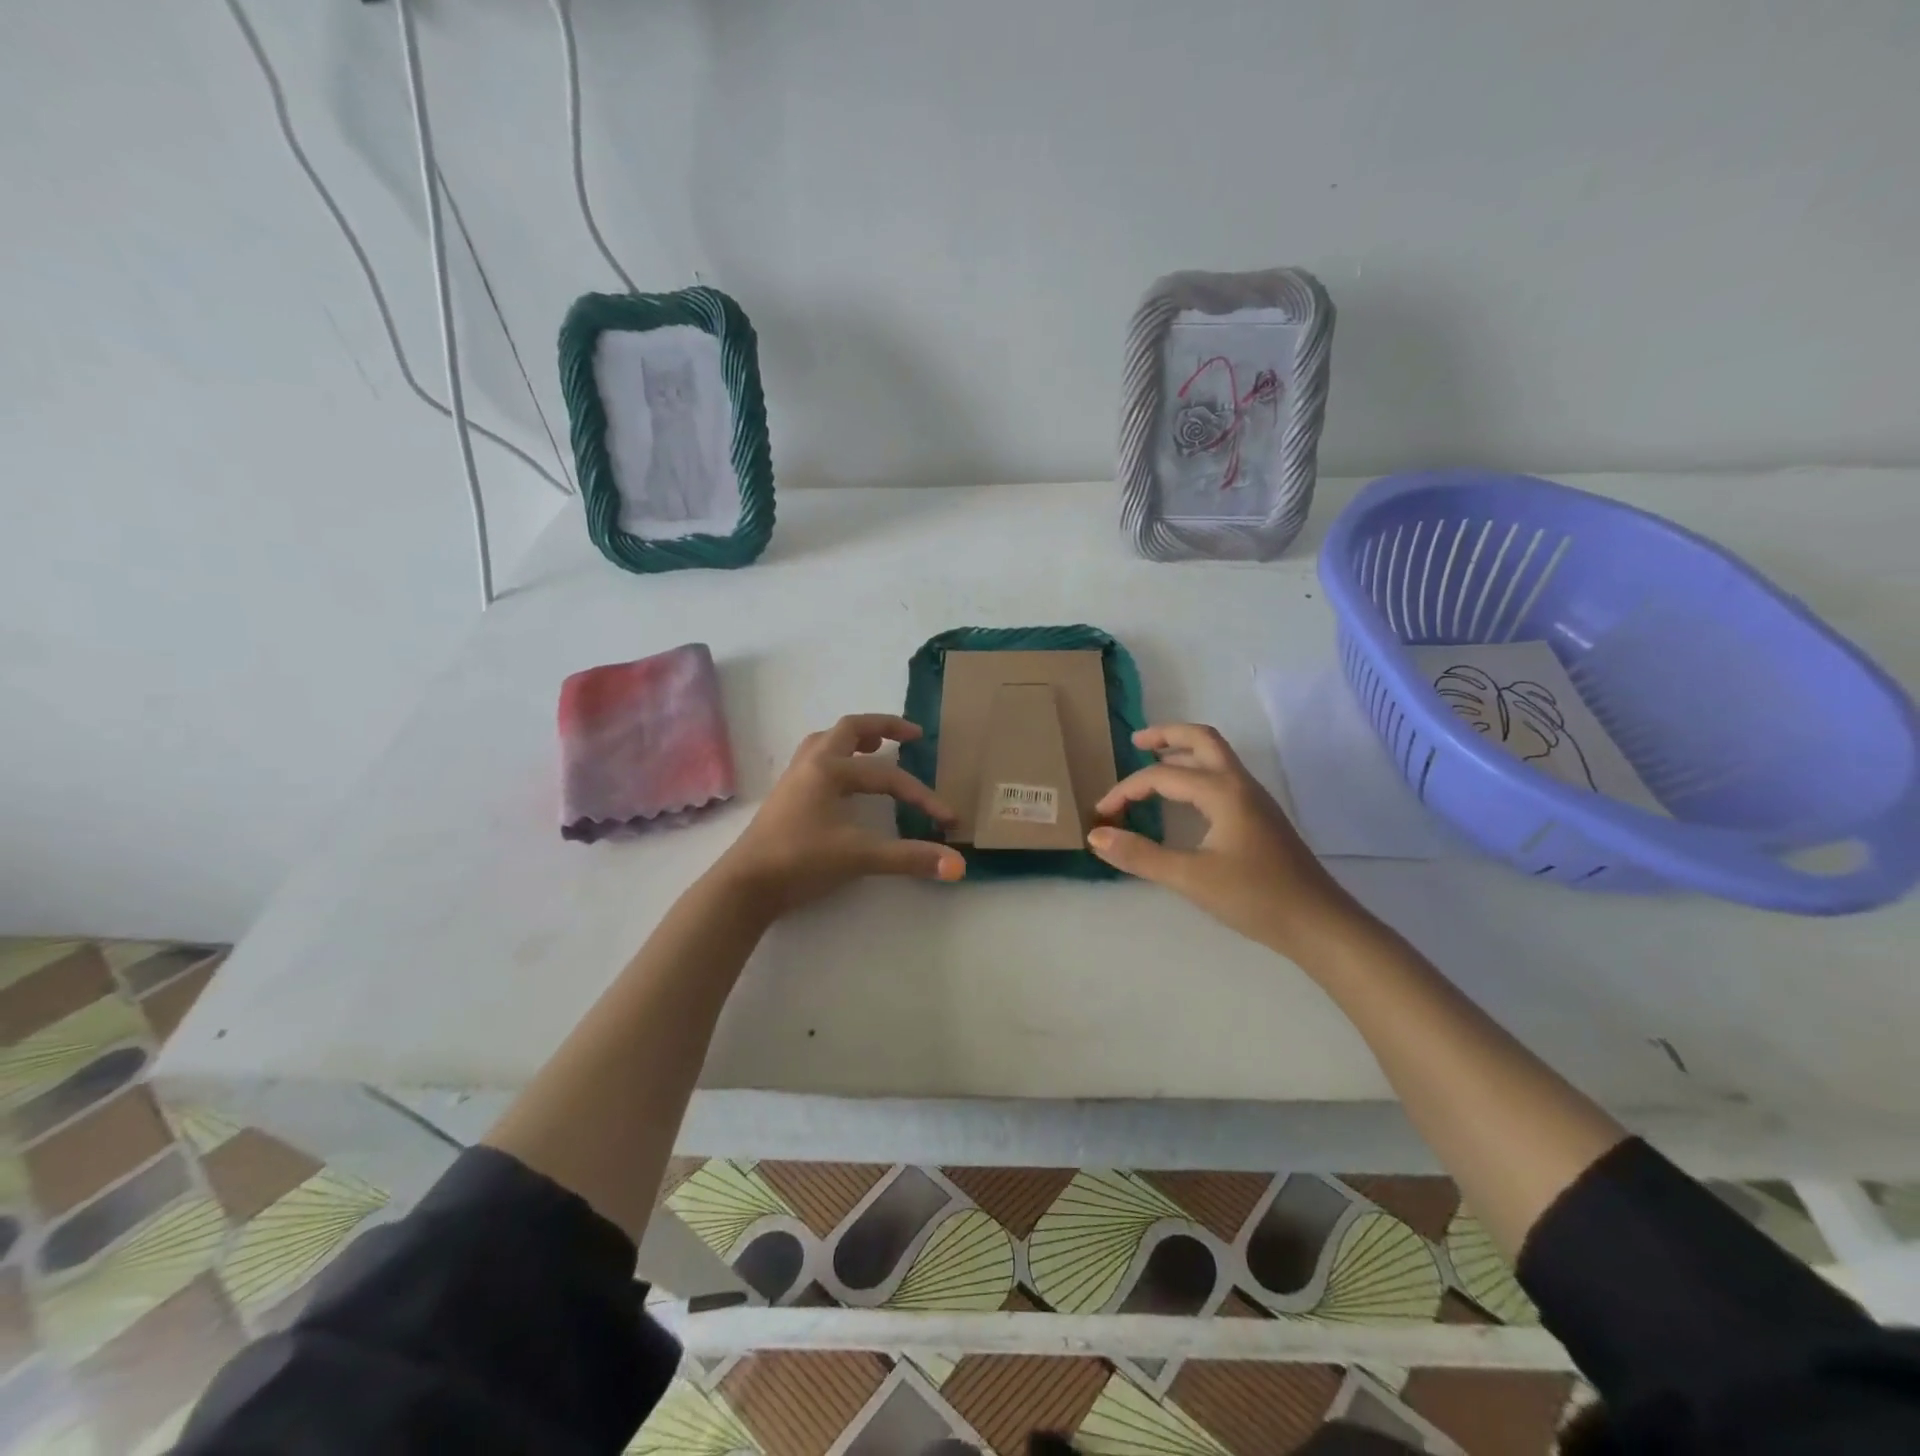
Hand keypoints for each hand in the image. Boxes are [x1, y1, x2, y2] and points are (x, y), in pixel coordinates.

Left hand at [711, 714, 963, 918]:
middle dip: (883, 727)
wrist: (745, 885)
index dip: (921, 796)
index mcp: (829, 769)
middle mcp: (811, 764)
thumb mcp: (859, 856)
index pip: (887, 777)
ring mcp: (794, 779)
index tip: (947, 819)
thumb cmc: (800, 861)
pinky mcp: (786, 797)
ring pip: (826, 742)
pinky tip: (844, 779)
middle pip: (849, 729)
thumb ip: (909, 858)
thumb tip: (958, 866)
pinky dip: (837, 757)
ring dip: (854, 739)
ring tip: (876, 745)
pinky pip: (815, 761)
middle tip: (913, 734)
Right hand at [1087, 723, 1366, 958]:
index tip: (1102, 814)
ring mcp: (1255, 799)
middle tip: (1135, 742)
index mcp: (1222, 791)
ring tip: (1154, 762)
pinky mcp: (1261, 817)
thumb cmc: (1255, 898)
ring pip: (1216, 757)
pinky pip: (1223, 777)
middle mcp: (1240, 784)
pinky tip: (1185, 799)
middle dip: (1166, 735)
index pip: (1162, 776)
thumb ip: (1140, 855)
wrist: (1320, 924)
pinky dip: (1197, 772)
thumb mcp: (1190, 878)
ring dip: (1183, 752)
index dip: (1126, 790)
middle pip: (1202, 739)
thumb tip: (1096, 836)